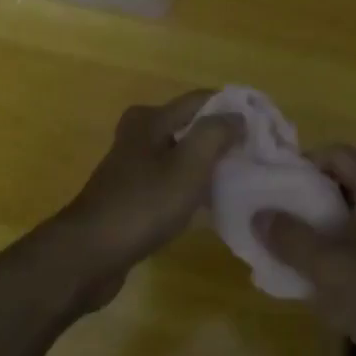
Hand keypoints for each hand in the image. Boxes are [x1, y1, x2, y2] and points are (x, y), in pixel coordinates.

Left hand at [47, 90, 242, 309]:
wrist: (89, 255)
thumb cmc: (142, 205)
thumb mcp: (187, 166)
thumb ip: (215, 134)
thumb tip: (238, 115)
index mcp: (151, 118)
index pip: (202, 100)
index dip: (234, 109)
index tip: (266, 127)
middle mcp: (140, 134)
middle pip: (191, 126)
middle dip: (223, 137)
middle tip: (257, 155)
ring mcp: (133, 165)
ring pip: (182, 154)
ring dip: (208, 164)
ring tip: (242, 178)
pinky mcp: (132, 193)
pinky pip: (171, 180)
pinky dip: (192, 186)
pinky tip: (211, 203)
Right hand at [258, 146, 355, 355]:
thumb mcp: (327, 266)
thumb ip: (289, 237)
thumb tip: (258, 214)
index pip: (336, 154)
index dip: (303, 163)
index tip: (274, 186)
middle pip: (341, 183)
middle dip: (305, 199)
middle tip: (274, 218)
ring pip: (348, 217)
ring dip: (318, 229)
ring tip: (285, 248)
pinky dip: (336, 252)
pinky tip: (313, 277)